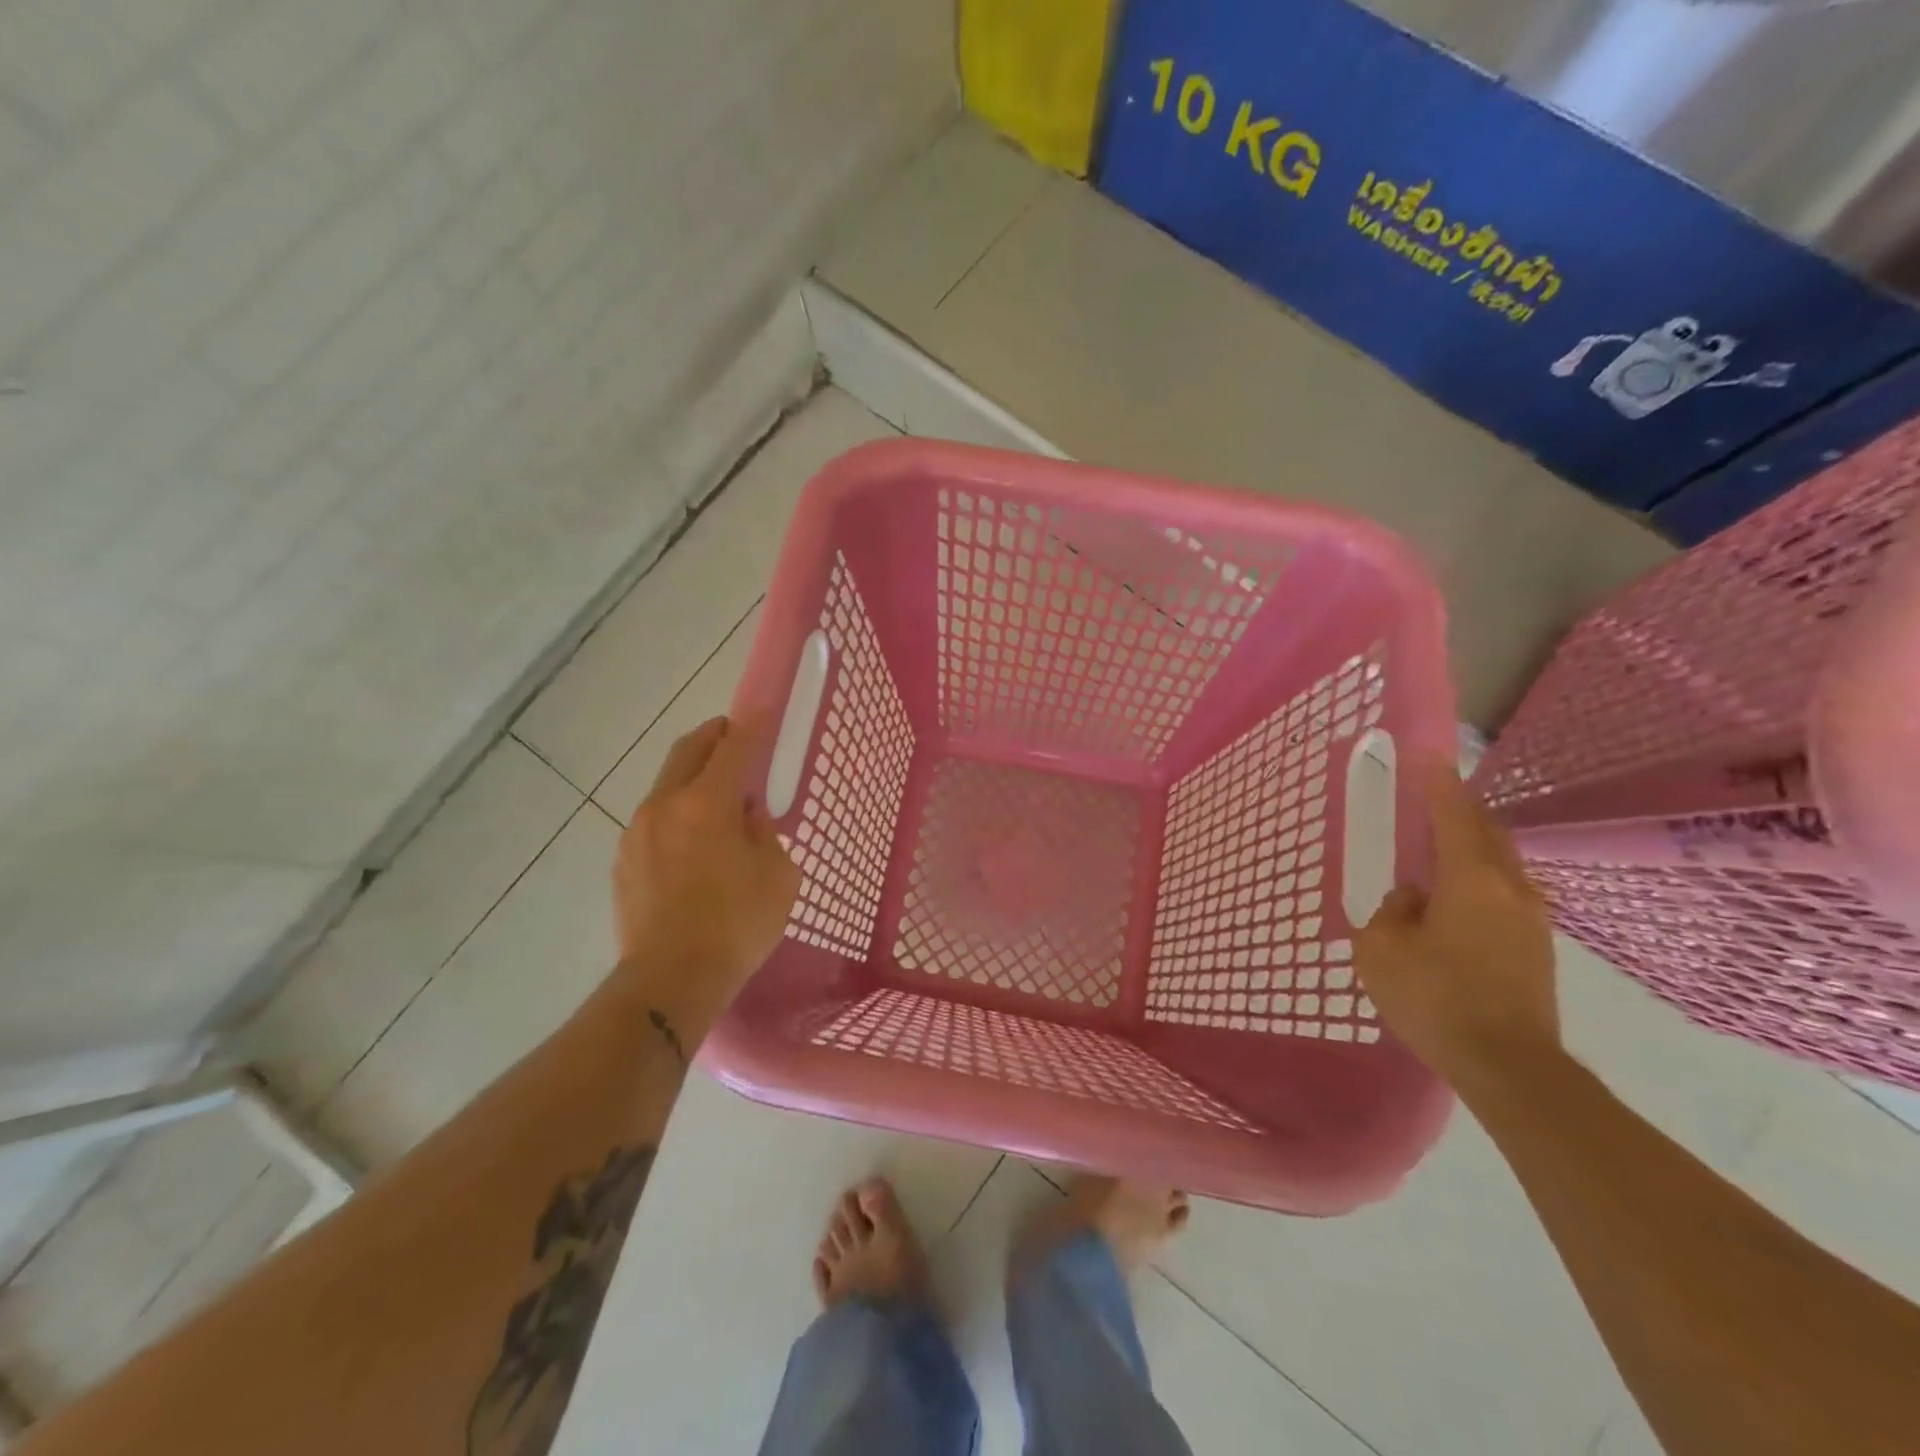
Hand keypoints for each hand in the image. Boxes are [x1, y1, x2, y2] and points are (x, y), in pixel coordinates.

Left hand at [612, 715, 800, 1016]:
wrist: (669, 981)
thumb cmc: (736, 926)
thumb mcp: (778, 876)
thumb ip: (764, 832)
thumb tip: (745, 814)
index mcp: (706, 804)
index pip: (734, 748)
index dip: (753, 724)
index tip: (764, 707)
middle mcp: (665, 806)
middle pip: (688, 751)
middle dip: (714, 736)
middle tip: (735, 737)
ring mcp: (637, 832)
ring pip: (668, 784)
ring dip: (694, 777)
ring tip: (718, 800)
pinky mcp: (624, 860)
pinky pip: (655, 819)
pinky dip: (678, 812)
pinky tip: (694, 843)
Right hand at [1354, 762, 1560, 1091]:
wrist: (1509, 1068)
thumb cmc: (1435, 998)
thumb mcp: (1382, 950)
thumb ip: (1391, 912)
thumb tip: (1412, 899)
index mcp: (1470, 880)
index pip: (1453, 816)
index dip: (1438, 784)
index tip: (1429, 757)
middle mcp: (1510, 889)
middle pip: (1488, 833)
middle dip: (1462, 810)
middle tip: (1434, 798)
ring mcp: (1531, 920)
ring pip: (1503, 864)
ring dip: (1474, 846)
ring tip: (1443, 847)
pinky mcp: (1537, 949)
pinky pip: (1506, 893)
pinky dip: (1481, 878)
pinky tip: (1458, 898)